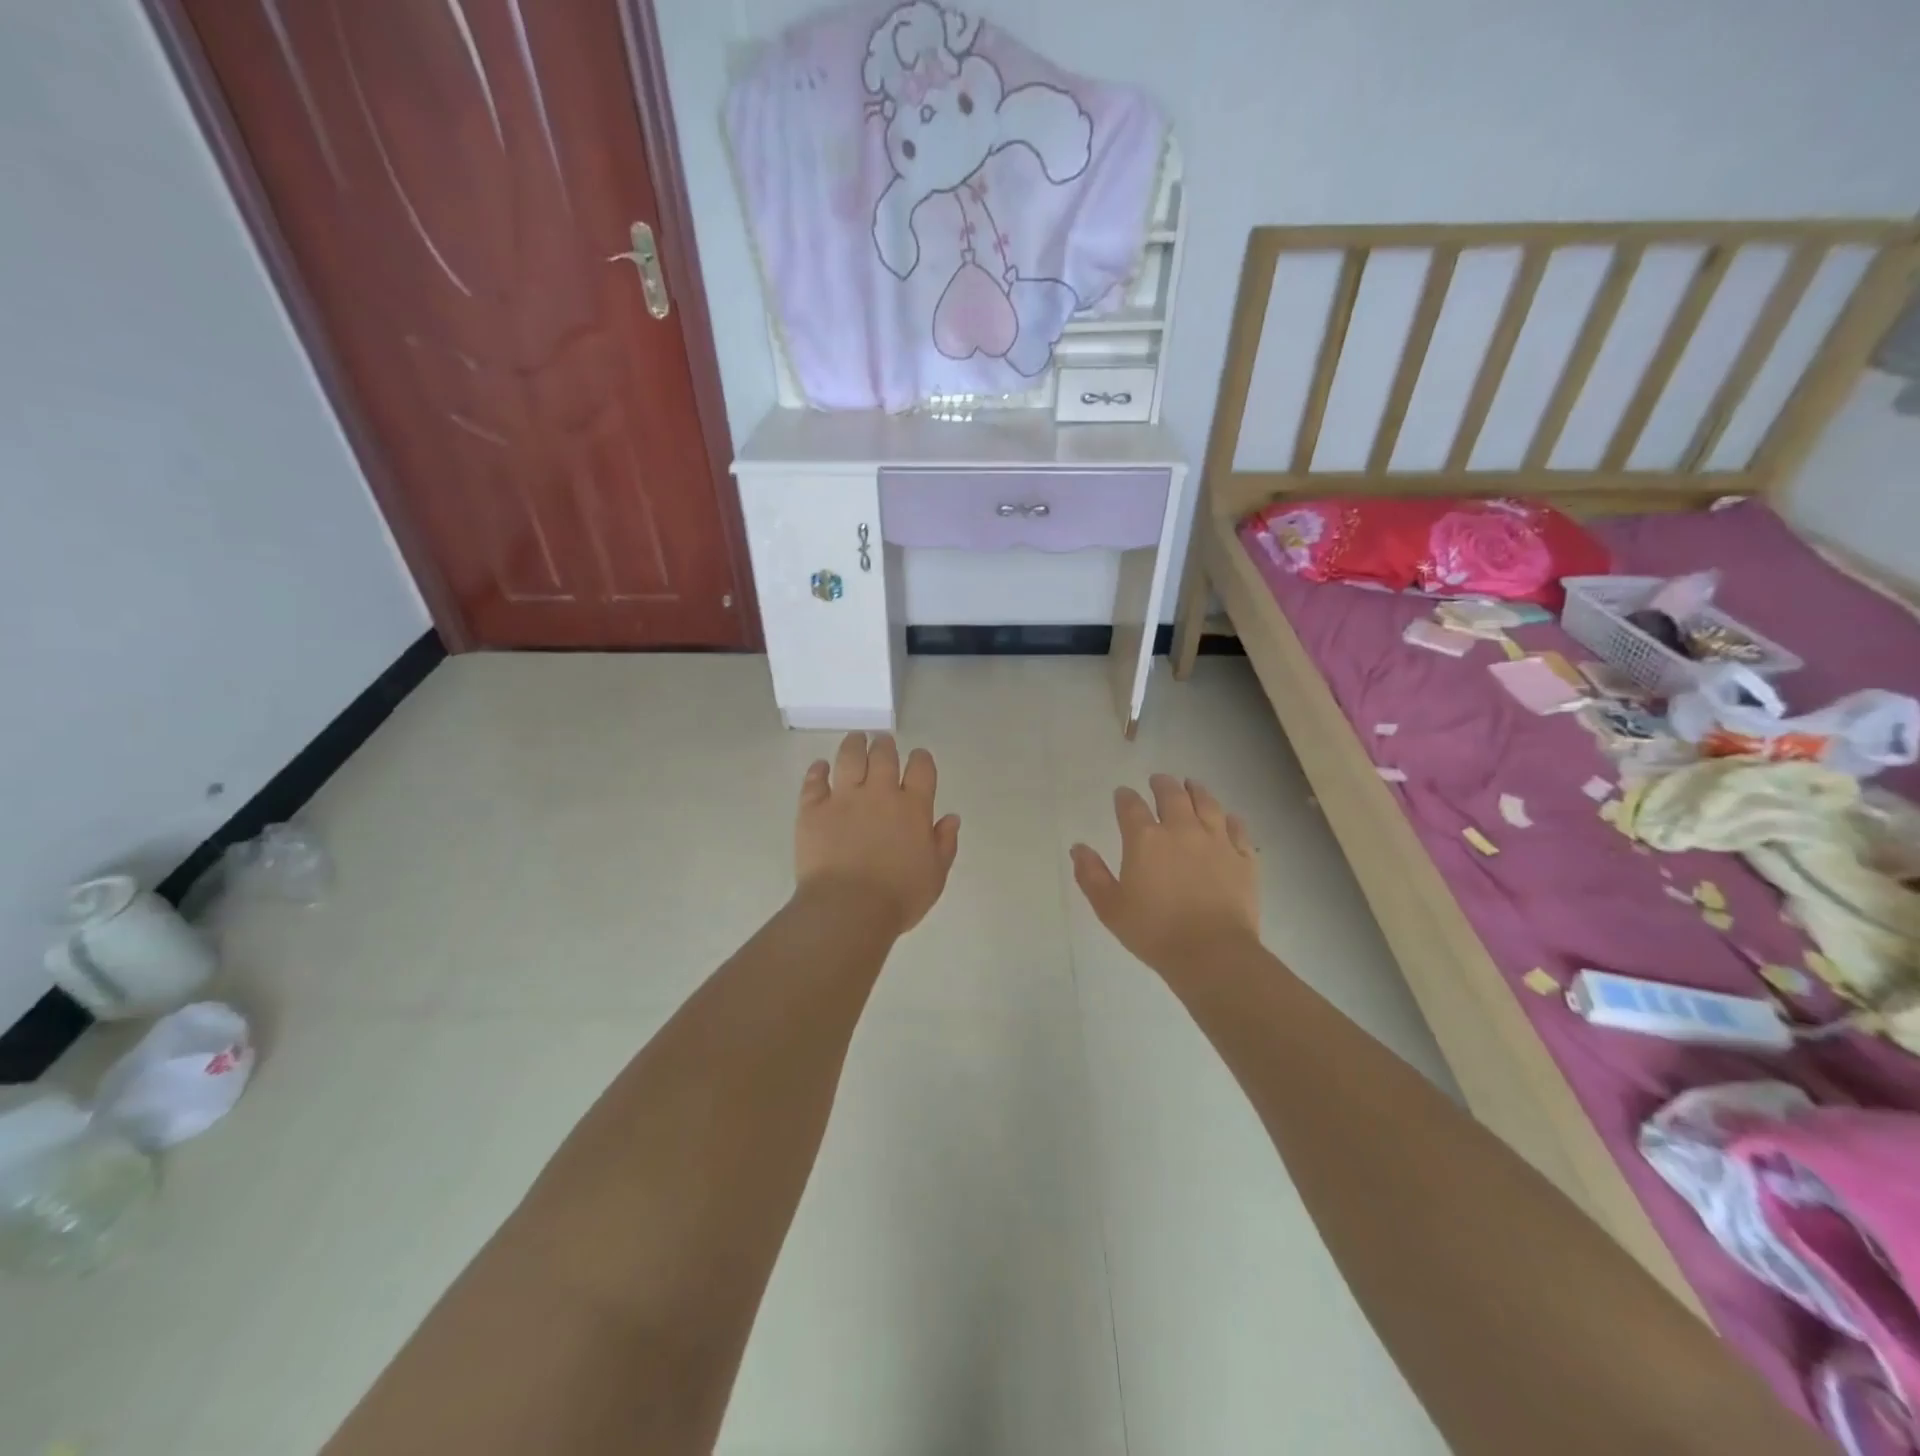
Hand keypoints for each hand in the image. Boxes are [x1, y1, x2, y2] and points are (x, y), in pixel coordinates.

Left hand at [796, 732, 960, 935]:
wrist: (848, 909)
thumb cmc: (898, 897)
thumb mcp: (935, 875)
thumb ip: (944, 843)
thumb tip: (951, 818)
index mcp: (913, 808)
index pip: (921, 768)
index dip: (921, 759)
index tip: (918, 758)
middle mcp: (880, 794)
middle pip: (884, 755)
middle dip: (885, 745)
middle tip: (883, 743)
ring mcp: (844, 798)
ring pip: (849, 758)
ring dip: (854, 745)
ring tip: (856, 739)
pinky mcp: (813, 809)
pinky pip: (814, 781)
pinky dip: (818, 770)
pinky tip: (820, 767)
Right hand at [1071, 774, 1259, 976]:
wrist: (1212, 953)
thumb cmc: (1154, 932)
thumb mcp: (1110, 907)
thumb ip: (1091, 874)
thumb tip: (1078, 847)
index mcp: (1145, 839)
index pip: (1131, 806)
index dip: (1125, 797)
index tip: (1122, 794)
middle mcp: (1181, 830)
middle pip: (1172, 795)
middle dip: (1162, 784)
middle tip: (1158, 780)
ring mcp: (1216, 841)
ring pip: (1207, 803)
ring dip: (1196, 790)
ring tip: (1191, 785)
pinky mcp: (1243, 857)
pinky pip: (1237, 828)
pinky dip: (1229, 818)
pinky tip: (1227, 818)